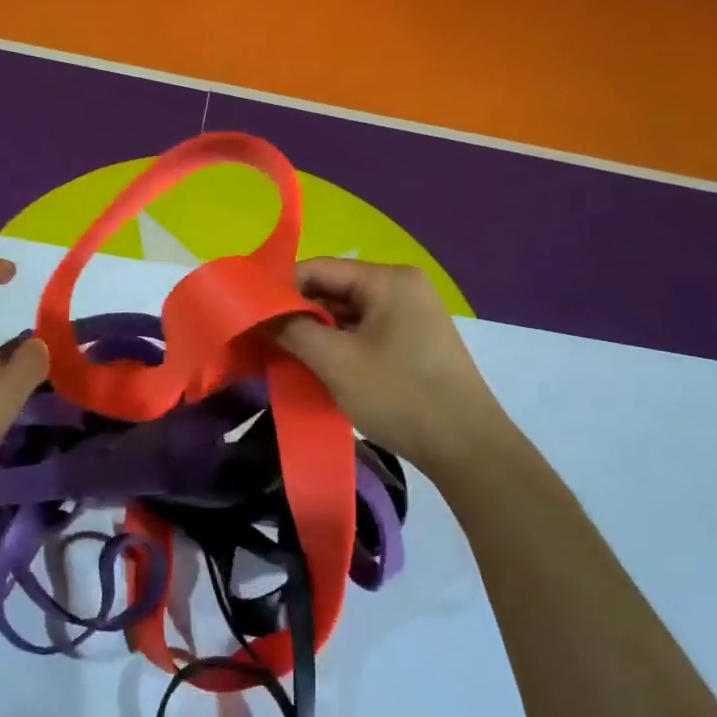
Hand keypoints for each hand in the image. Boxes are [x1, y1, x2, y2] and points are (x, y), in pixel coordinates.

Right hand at [274, 258, 509, 476]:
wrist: (467, 448)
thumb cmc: (399, 396)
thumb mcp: (336, 362)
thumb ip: (292, 330)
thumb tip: (258, 314)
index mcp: (388, 280)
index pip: (318, 269)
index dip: (280, 290)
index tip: (249, 316)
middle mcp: (402, 287)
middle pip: (332, 290)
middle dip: (297, 315)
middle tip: (261, 341)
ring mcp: (411, 315)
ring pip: (346, 314)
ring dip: (316, 334)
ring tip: (283, 358)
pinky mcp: (413, 342)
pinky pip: (363, 333)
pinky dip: (338, 347)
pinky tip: (317, 369)